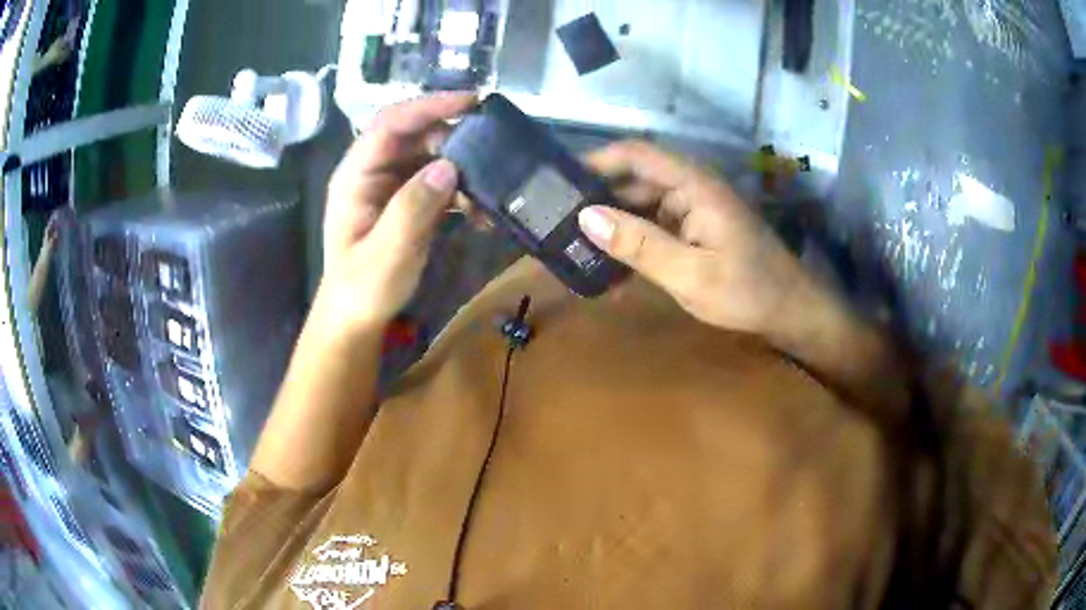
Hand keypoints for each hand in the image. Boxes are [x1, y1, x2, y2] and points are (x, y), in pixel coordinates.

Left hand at [318, 93, 475, 331]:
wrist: (358, 319)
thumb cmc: (363, 289)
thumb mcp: (386, 253)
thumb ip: (412, 209)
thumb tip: (448, 167)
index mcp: (356, 176)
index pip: (390, 124)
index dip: (428, 106)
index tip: (470, 102)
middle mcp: (373, 172)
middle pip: (415, 135)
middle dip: (453, 138)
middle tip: (491, 150)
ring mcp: (391, 186)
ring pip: (431, 157)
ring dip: (462, 167)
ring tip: (488, 189)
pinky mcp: (408, 202)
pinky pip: (439, 182)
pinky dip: (462, 190)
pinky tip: (480, 210)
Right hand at [578, 140, 808, 335]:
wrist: (790, 311)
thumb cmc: (748, 291)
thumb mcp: (691, 274)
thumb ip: (640, 245)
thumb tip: (586, 217)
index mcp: (693, 185)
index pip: (635, 155)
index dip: (596, 161)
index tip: (557, 181)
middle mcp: (691, 188)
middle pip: (634, 180)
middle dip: (597, 198)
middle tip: (556, 222)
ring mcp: (694, 209)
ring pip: (641, 205)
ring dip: (613, 223)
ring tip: (574, 245)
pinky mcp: (696, 229)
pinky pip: (655, 226)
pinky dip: (633, 241)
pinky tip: (610, 265)